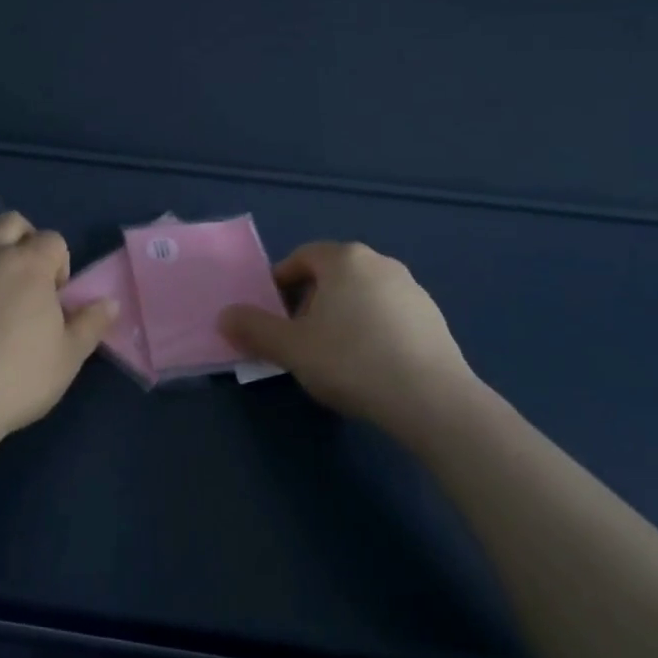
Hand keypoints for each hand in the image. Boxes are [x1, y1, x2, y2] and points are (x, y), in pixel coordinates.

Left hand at [0, 205, 118, 448]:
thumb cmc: (13, 382)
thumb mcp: (68, 359)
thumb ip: (91, 325)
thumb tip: (110, 301)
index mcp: (30, 266)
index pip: (53, 241)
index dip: (57, 265)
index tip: (52, 297)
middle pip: (9, 221)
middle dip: (19, 240)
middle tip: (17, 277)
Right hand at [218, 241, 479, 443]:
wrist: (431, 399)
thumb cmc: (352, 361)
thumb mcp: (292, 348)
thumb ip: (254, 329)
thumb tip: (224, 316)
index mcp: (344, 259)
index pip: (302, 258)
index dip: (281, 283)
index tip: (273, 315)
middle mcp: (380, 262)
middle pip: (333, 275)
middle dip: (310, 302)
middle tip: (300, 339)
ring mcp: (412, 288)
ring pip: (362, 294)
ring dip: (342, 316)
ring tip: (335, 356)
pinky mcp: (433, 317)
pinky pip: (389, 315)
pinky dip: (372, 330)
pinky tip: (371, 366)